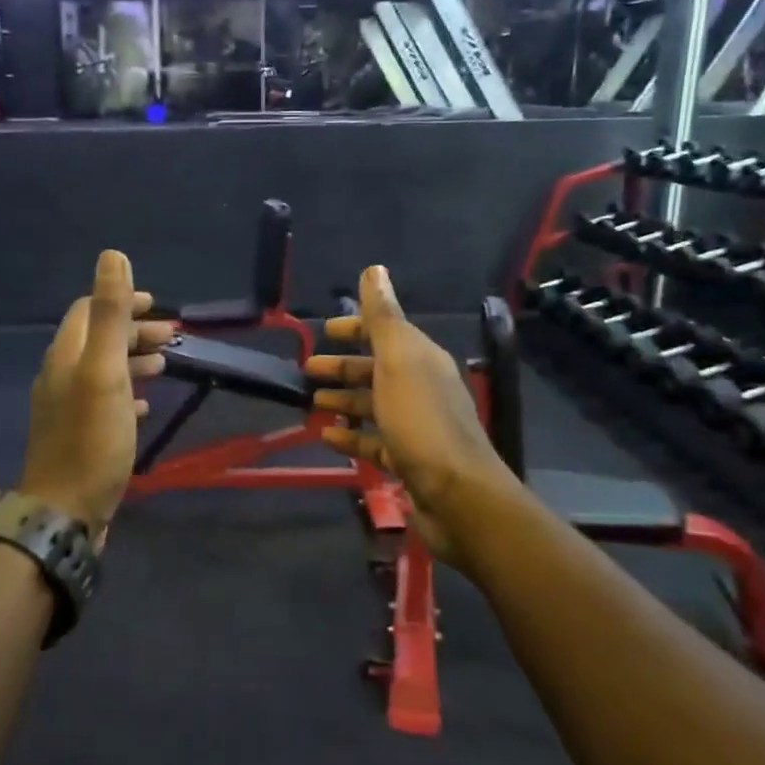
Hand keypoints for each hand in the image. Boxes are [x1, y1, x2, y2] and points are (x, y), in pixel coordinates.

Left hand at [18, 250, 172, 538]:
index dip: (122, 302)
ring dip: (134, 360)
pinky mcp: (78, 434)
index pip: (89, 310)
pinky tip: (146, 405)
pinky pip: (104, 400)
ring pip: (103, 370)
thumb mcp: (104, 371)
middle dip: (134, 332)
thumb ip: (108, 314)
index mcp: (66, 355)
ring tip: (166, 366)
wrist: (65, 511)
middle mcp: (61, 375)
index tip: (158, 308)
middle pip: (97, 339)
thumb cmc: (92, 439)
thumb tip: (112, 255)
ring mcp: (67, 407)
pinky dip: (127, 392)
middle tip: (173, 339)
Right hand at [306, 265, 513, 553]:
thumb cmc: (421, 421)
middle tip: (306, 369)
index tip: (323, 331)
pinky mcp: (408, 460)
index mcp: (421, 360)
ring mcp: (415, 426)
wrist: (457, 494)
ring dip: (343, 401)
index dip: (355, 328)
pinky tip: (326, 438)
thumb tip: (374, 269)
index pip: (385, 333)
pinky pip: (372, 442)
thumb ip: (383, 317)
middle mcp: (421, 388)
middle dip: (342, 367)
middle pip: (376, 370)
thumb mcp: (399, 360)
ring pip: (372, 406)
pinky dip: (350, 437)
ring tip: (311, 403)